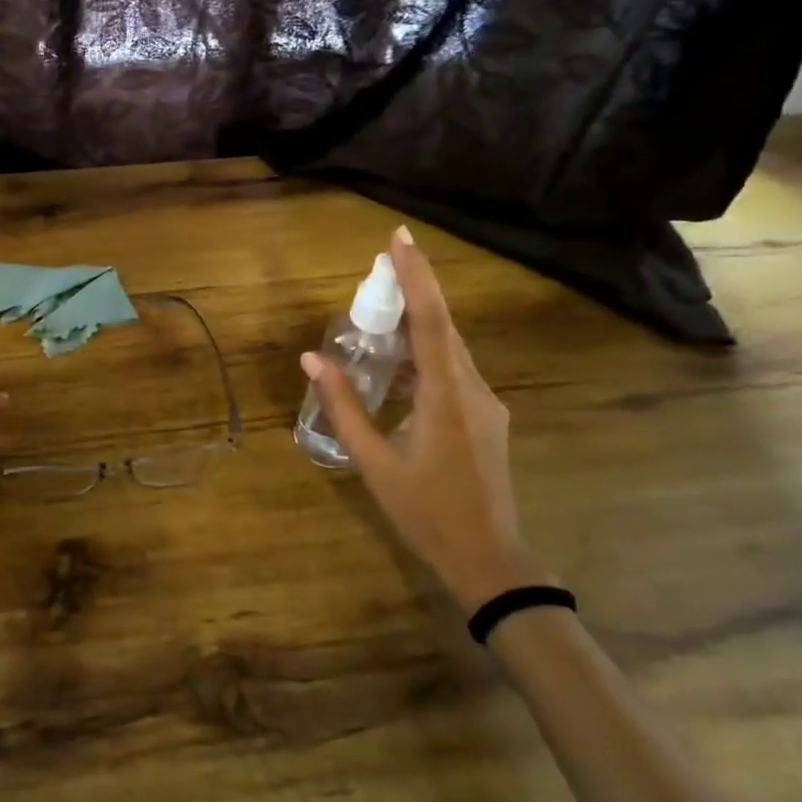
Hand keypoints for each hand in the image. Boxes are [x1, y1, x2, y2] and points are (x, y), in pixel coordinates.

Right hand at [301, 227, 547, 612]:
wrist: (490, 562)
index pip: (431, 321)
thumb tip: (311, 359)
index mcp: (446, 397)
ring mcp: (485, 405)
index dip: (416, 276)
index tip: (399, 238)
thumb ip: (344, 407)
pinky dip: (425, 355)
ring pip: (450, 350)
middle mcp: (473, 390)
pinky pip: (453, 372)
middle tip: (382, 263)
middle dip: (415, 289)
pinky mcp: (485, 418)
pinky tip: (398, 365)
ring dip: (419, 323)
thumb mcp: (375, 463)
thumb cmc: (427, 512)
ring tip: (381, 310)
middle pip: (443, 327)